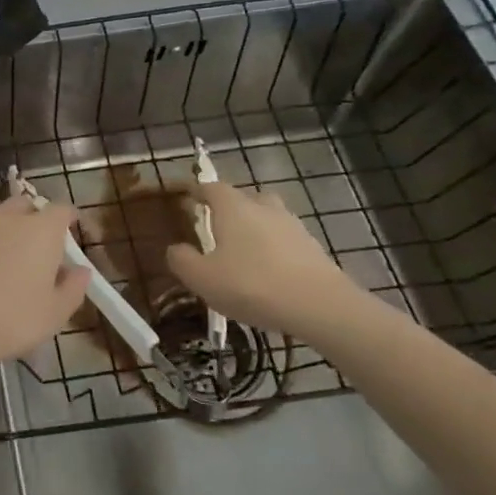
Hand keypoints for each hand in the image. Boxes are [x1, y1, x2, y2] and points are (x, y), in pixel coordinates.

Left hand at [0, 195, 92, 382]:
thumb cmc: (11, 320)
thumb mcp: (54, 314)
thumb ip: (73, 288)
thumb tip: (81, 271)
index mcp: (40, 229)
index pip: (61, 210)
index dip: (68, 220)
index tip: (71, 234)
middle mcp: (5, 217)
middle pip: (25, 206)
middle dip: (34, 220)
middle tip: (38, 249)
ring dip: (4, 233)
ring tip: (5, 264)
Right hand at [166, 180, 365, 340]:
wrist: (320, 306)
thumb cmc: (252, 285)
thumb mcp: (202, 278)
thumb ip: (181, 260)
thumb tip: (175, 249)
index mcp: (234, 208)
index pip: (212, 188)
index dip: (197, 190)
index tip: (187, 197)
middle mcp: (264, 208)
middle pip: (244, 198)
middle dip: (228, 207)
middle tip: (215, 226)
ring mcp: (293, 226)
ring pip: (267, 217)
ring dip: (254, 228)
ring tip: (242, 251)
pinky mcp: (313, 248)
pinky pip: (284, 240)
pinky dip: (273, 248)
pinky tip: (267, 271)